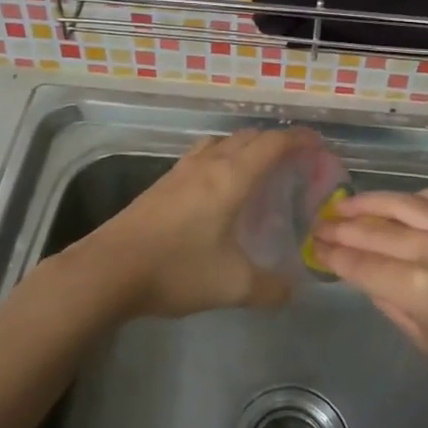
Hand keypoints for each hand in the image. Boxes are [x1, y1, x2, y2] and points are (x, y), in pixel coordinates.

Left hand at [78, 126, 318, 318]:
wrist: (108, 269)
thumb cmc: (176, 269)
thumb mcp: (233, 286)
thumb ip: (271, 288)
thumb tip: (292, 290)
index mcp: (232, 177)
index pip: (273, 144)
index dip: (299, 140)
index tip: (318, 145)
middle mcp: (209, 164)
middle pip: (249, 137)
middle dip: (276, 142)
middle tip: (295, 161)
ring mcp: (181, 170)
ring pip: (222, 142)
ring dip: (246, 146)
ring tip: (259, 168)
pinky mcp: (163, 183)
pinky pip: (203, 155)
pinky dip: (222, 157)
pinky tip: (219, 186)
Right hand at [312, 186, 427, 407]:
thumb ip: (392, 305)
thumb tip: (368, 278)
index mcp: (417, 288)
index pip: (361, 263)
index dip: (334, 254)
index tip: (315, 245)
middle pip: (375, 231)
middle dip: (342, 226)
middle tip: (320, 223)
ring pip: (403, 204)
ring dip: (370, 202)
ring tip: (347, 204)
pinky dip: (417, 197)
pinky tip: (404, 203)